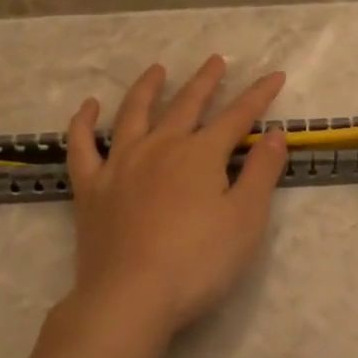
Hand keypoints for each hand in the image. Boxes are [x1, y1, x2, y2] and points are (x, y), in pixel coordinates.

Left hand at [60, 56, 287, 346]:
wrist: (131, 297)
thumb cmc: (198, 262)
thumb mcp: (245, 220)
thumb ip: (261, 172)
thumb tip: (274, 133)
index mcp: (200, 154)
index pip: (237, 116)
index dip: (258, 95)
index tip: (274, 75)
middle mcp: (160, 147)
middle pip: (186, 105)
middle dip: (205, 81)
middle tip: (216, 61)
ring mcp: (121, 163)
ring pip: (134, 113)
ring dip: (147, 88)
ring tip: (157, 70)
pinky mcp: (91, 187)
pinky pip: (82, 146)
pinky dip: (84, 123)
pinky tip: (89, 107)